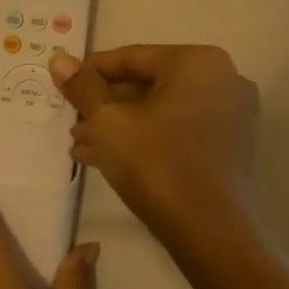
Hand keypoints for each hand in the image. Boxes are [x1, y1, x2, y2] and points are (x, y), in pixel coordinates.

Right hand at [49, 44, 258, 242]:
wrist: (207, 231)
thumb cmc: (155, 162)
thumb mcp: (108, 121)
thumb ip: (82, 86)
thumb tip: (58, 57)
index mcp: (198, 63)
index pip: (131, 57)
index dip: (90, 72)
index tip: (61, 87)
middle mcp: (223, 81)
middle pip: (147, 84)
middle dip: (104, 105)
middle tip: (71, 122)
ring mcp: (230, 117)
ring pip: (159, 111)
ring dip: (118, 125)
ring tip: (80, 145)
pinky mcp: (228, 148)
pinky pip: (177, 131)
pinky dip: (143, 139)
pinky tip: (105, 158)